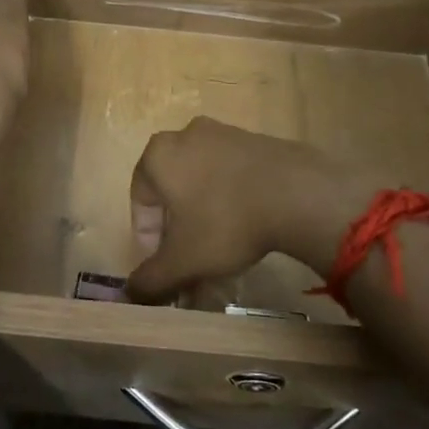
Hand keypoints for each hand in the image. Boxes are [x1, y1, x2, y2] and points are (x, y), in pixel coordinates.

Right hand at [127, 119, 379, 301]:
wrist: (297, 194)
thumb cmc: (225, 223)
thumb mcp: (182, 262)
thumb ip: (150, 280)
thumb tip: (131, 295)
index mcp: (158, 155)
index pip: (140, 201)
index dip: (149, 239)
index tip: (167, 264)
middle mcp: (186, 135)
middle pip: (173, 190)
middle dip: (179, 229)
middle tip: (193, 259)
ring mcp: (225, 133)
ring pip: (203, 182)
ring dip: (206, 215)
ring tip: (224, 249)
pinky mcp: (257, 140)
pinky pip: (233, 174)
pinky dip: (233, 199)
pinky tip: (250, 226)